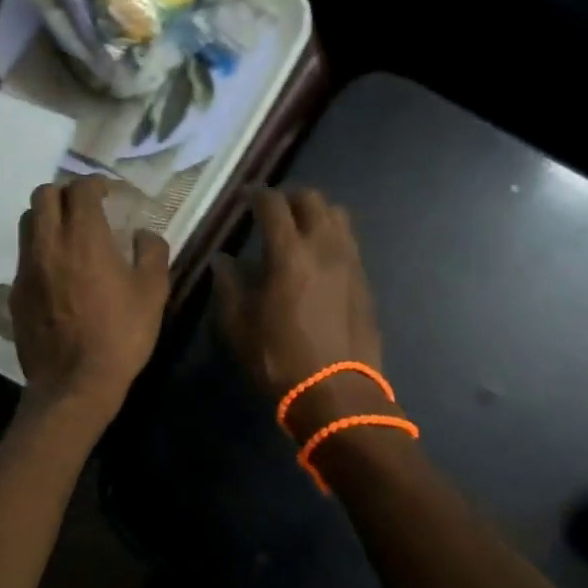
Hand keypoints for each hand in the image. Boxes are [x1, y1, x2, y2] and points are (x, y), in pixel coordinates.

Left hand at [11, 177, 170, 419]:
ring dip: (47, 217)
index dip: (96, 184)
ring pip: (27, 222)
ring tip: (70, 234)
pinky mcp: (16, 292)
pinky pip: (25, 255)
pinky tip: (60, 270)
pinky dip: (41, 249)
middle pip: (43, 195)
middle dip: (65, 193)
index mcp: (84, 238)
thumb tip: (143, 234)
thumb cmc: (120, 335)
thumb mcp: (153, 292)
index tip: (109, 194)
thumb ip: (151, 252)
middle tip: (86, 208)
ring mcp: (27, 268)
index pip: (80, 189)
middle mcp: (48, 244)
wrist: (74, 384)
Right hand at [214, 188, 386, 424]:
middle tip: (272, 211)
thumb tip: (222, 260)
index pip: (273, 204)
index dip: (256, 194)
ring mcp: (350, 262)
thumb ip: (228, 285)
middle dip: (290, 197)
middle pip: (312, 199)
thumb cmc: (280, 358)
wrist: (338, 393)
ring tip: (299, 230)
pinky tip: (318, 258)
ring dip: (316, 213)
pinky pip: (349, 242)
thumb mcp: (239, 325)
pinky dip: (332, 237)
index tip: (245, 197)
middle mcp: (324, 247)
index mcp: (289, 253)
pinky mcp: (365, 280)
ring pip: (338, 215)